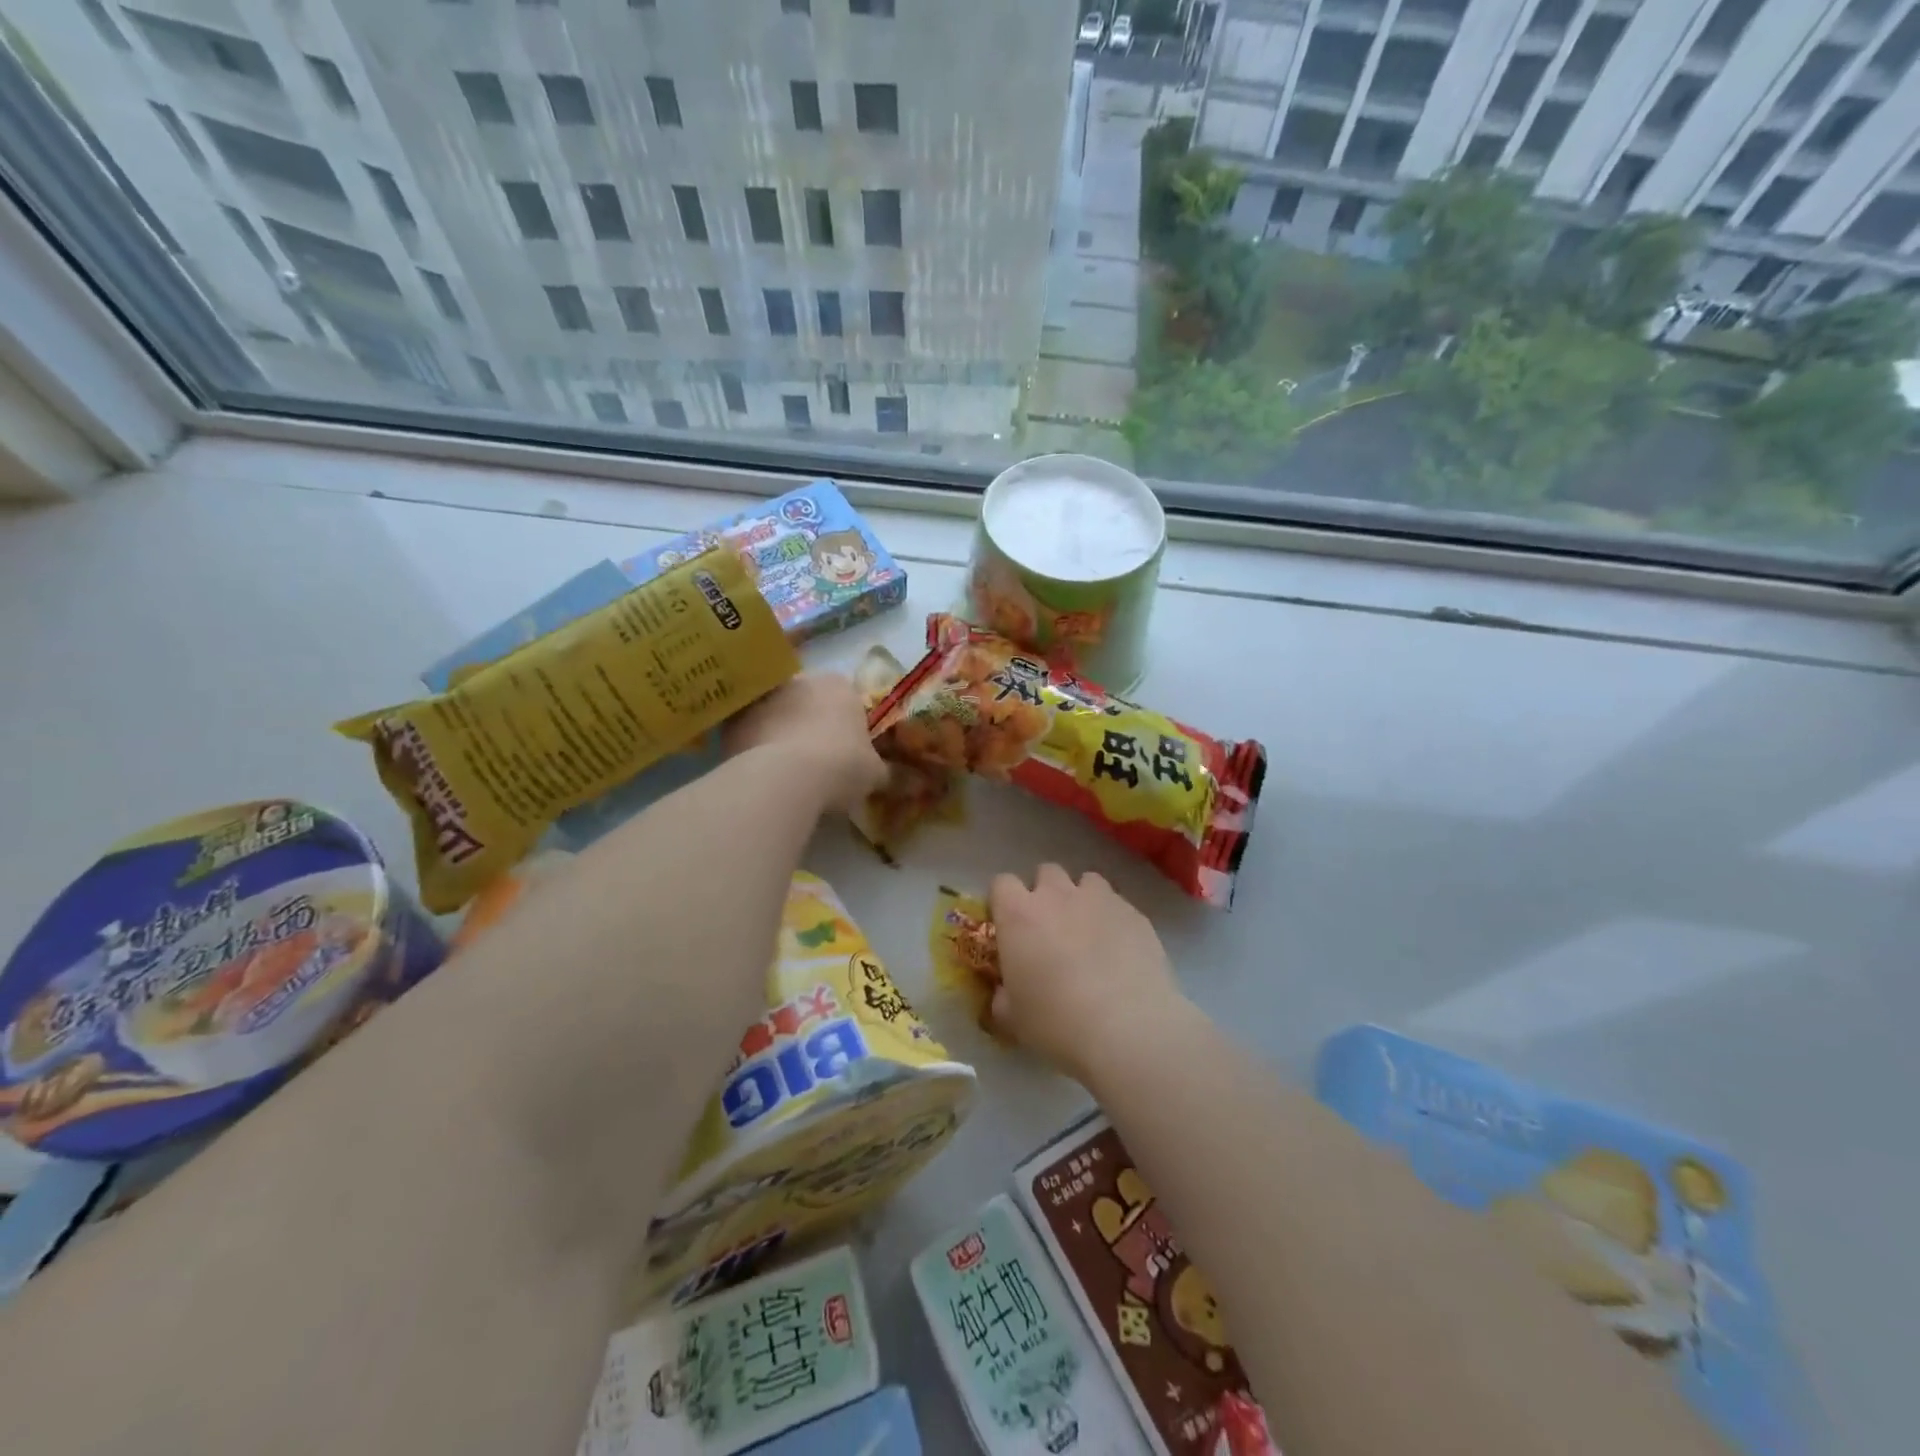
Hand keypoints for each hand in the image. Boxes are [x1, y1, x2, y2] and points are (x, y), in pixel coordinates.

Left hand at [724, 673, 887, 812]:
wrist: (783, 777)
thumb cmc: (840, 766)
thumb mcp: (874, 774)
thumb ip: (884, 771)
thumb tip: (898, 778)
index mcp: (839, 685)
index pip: (846, 699)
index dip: (847, 725)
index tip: (847, 752)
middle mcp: (800, 680)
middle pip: (807, 701)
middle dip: (809, 724)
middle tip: (815, 761)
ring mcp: (763, 697)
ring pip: (775, 714)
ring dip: (780, 733)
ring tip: (785, 772)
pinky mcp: (733, 718)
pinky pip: (749, 732)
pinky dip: (754, 747)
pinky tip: (762, 774)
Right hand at [988, 865, 1181, 1084]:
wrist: (1128, 1028)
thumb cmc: (1057, 1022)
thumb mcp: (1013, 1019)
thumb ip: (1003, 998)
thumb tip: (1004, 994)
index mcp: (1018, 915)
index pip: (1001, 883)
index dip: (1004, 902)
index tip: (1009, 926)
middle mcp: (1057, 895)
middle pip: (1045, 872)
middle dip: (1045, 893)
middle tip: (1050, 929)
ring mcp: (1100, 899)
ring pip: (1086, 881)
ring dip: (1082, 899)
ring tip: (1088, 932)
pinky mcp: (1135, 913)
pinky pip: (1118, 904)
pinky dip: (1114, 919)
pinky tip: (1120, 950)